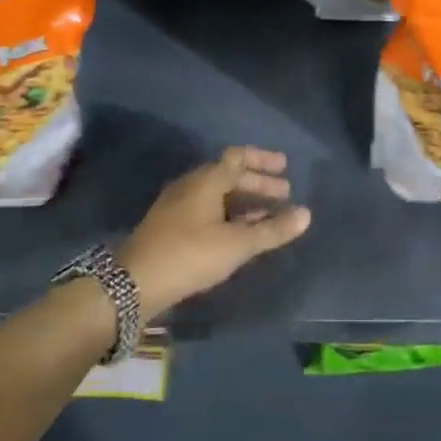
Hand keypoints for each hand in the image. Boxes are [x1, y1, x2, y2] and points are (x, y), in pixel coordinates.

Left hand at [120, 147, 311, 319]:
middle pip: (229, 175)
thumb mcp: (236, 244)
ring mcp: (178, 205)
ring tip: (268, 215)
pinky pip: (208, 209)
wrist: (134, 283)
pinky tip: (240, 233)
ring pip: (218, 194)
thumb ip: (272, 229)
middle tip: (284, 194)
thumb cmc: (190, 255)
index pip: (238, 157)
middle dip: (258, 183)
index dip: (263, 160)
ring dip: (244, 201)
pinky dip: (229, 214)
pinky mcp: (171, 226)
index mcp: (206, 180)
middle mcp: (191, 185)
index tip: (285, 166)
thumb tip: (306, 214)